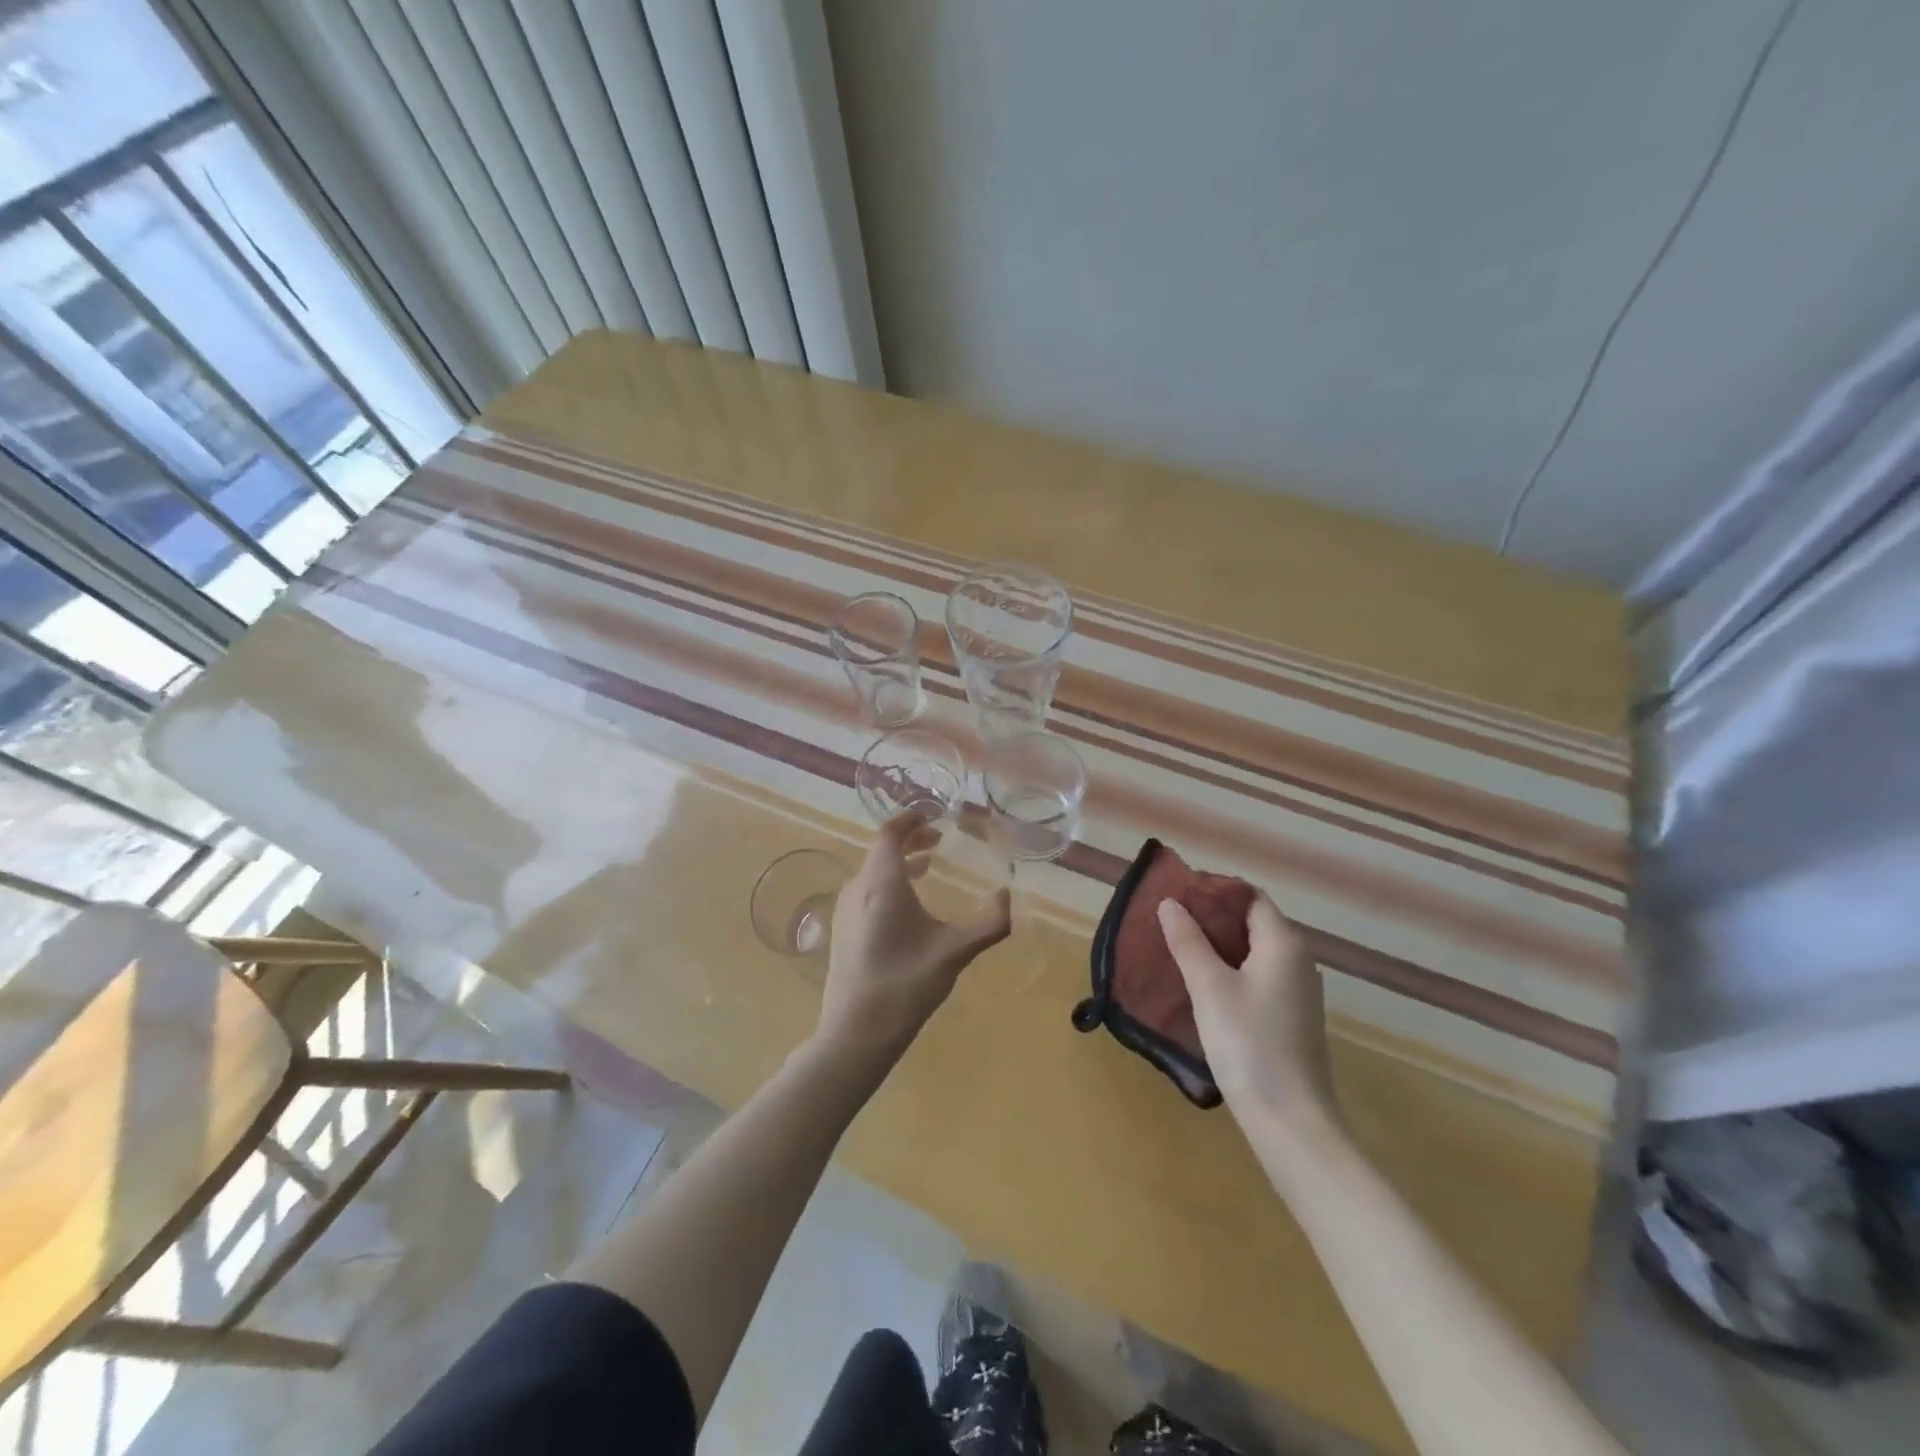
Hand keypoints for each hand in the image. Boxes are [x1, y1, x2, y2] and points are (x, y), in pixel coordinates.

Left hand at [816, 811, 1011, 1062]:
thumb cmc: (906, 984)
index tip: (933, 814)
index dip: (910, 818)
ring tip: (927, 866)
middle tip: (937, 839)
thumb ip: (990, 924)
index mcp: (882, 883)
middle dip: (910, 839)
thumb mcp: (955, 952)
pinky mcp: (841, 929)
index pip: (890, 833)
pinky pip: (865, 889)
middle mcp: (858, 888)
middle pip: (881, 849)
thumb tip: (1007, 896)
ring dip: (899, 861)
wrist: (856, 1031)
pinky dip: (888, 882)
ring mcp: (845, 909)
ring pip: (872, 870)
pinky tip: (907, 905)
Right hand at [1157, 892, 1339, 1138]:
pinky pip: (1256, 976)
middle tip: (1168, 920)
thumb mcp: (1209, 988)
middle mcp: (1297, 960)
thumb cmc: (1249, 1044)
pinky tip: (1200, 984)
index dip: (1214, 890)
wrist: (1291, 1122)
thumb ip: (1188, 942)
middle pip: (1252, 921)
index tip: (1177, 894)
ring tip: (1176, 948)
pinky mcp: (1290, 1017)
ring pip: (1252, 951)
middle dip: (1211, 917)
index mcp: (1283, 943)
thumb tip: (1170, 903)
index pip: (1249, 896)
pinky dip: (1229, 970)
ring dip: (1217, 945)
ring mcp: (1296, 991)